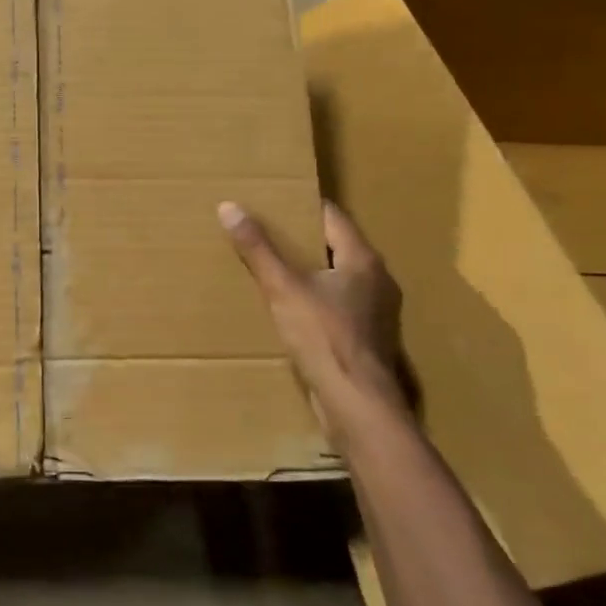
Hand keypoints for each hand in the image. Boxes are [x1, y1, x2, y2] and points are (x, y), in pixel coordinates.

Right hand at [218, 198, 410, 440]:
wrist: (358, 405)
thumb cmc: (324, 337)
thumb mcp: (283, 288)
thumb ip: (258, 249)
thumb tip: (228, 207)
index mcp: (363, 260)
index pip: (332, 216)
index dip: (301, 205)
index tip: (272, 200)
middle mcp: (377, 280)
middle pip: (336, 245)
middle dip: (302, 238)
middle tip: (265, 230)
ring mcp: (376, 311)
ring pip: (338, 276)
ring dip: (310, 270)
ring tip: (273, 266)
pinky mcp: (368, 337)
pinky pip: (339, 303)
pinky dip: (316, 297)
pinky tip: (291, 306)